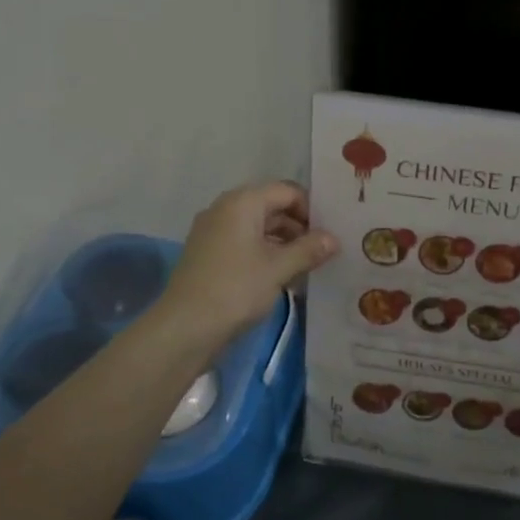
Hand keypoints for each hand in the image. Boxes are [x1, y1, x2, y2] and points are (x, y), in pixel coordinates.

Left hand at [160, 181, 336, 350]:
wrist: (185, 328)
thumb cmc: (236, 289)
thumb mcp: (279, 269)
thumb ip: (309, 250)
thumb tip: (334, 239)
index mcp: (242, 203)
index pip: (287, 191)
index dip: (312, 210)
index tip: (330, 235)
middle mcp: (225, 209)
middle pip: (272, 207)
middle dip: (299, 228)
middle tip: (324, 253)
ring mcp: (213, 232)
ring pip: (258, 228)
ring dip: (284, 244)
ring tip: (307, 268)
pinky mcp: (208, 254)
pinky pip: (244, 244)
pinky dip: (265, 254)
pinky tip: (282, 278)